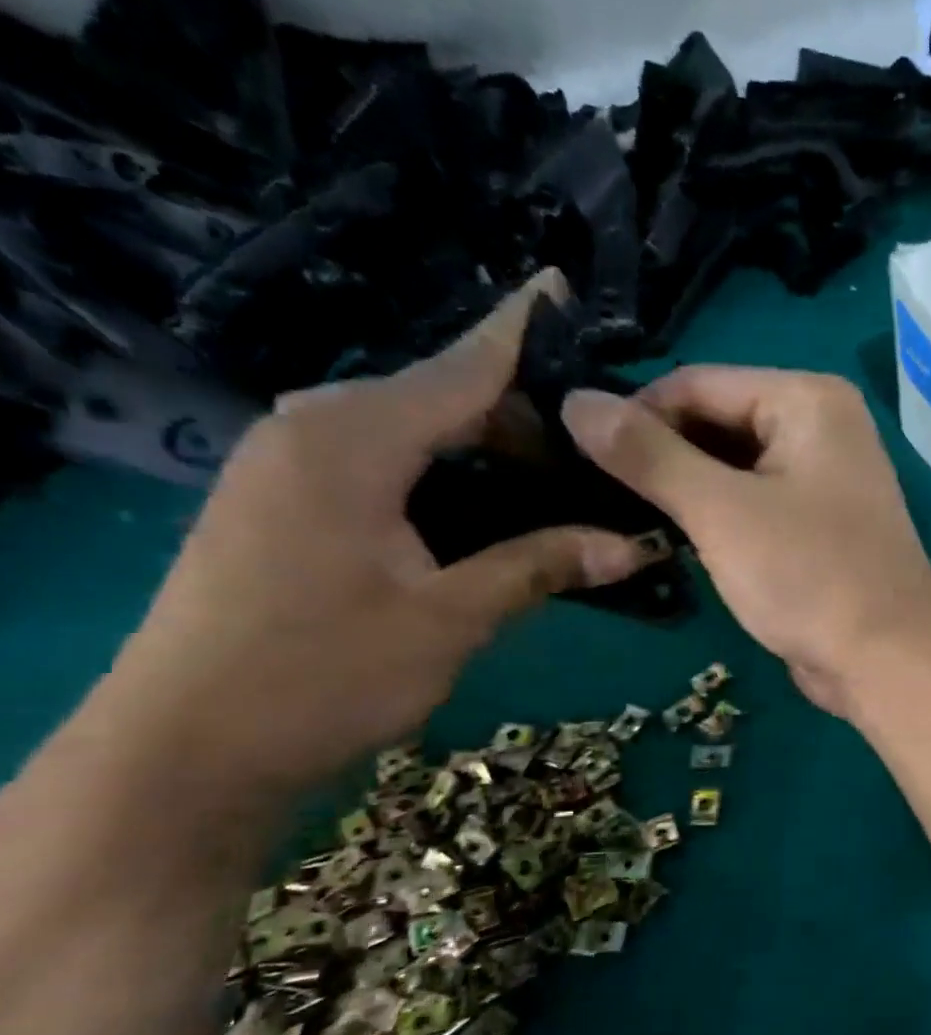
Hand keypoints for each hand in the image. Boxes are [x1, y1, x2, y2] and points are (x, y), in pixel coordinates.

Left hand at [95, 271, 648, 795]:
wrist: (189, 747)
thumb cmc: (325, 674)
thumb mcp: (453, 618)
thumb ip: (543, 565)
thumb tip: (636, 545)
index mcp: (353, 441)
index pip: (460, 368)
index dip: (519, 332)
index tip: (563, 287)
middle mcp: (317, 432)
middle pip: (443, 399)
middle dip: (524, 419)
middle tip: (603, 456)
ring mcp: (295, 467)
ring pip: (418, 435)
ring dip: (491, 455)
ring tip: (565, 485)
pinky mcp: (291, 503)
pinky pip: (390, 466)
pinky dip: (451, 480)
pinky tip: (496, 513)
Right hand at [561, 367, 930, 713]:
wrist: (888, 661)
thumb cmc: (810, 576)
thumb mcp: (720, 511)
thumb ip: (647, 454)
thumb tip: (574, 400)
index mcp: (808, 400)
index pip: (697, 384)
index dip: (634, 416)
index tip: (575, 457)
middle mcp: (823, 428)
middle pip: (716, 423)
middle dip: (659, 457)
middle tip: (591, 494)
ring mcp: (826, 479)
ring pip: (733, 469)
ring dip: (683, 492)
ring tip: (621, 518)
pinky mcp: (821, 527)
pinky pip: (755, 505)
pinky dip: (716, 519)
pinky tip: (671, 541)